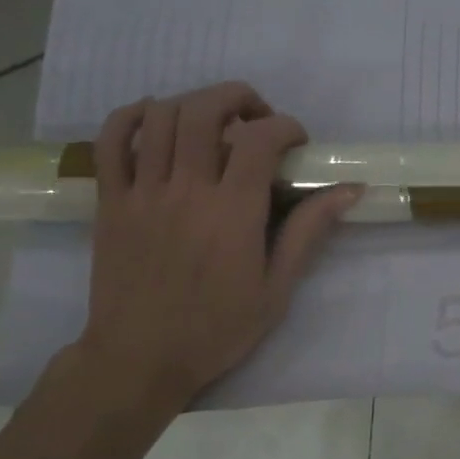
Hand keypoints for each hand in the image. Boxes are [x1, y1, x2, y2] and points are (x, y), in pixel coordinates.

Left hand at [75, 82, 359, 410]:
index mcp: (232, 212)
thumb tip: (349, 191)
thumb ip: (308, 232)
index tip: (298, 144)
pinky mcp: (110, 201)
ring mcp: (142, 192)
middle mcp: (186, 190)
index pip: (260, 138)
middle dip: (239, 98)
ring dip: (195, 103)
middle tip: (258, 119)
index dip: (285, 127)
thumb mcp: (277, 288)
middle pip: (205, 110)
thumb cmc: (217, 328)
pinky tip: (157, 120)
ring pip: (162, 116)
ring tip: (215, 123)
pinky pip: (111, 140)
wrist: (140, 359)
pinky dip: (133, 116)